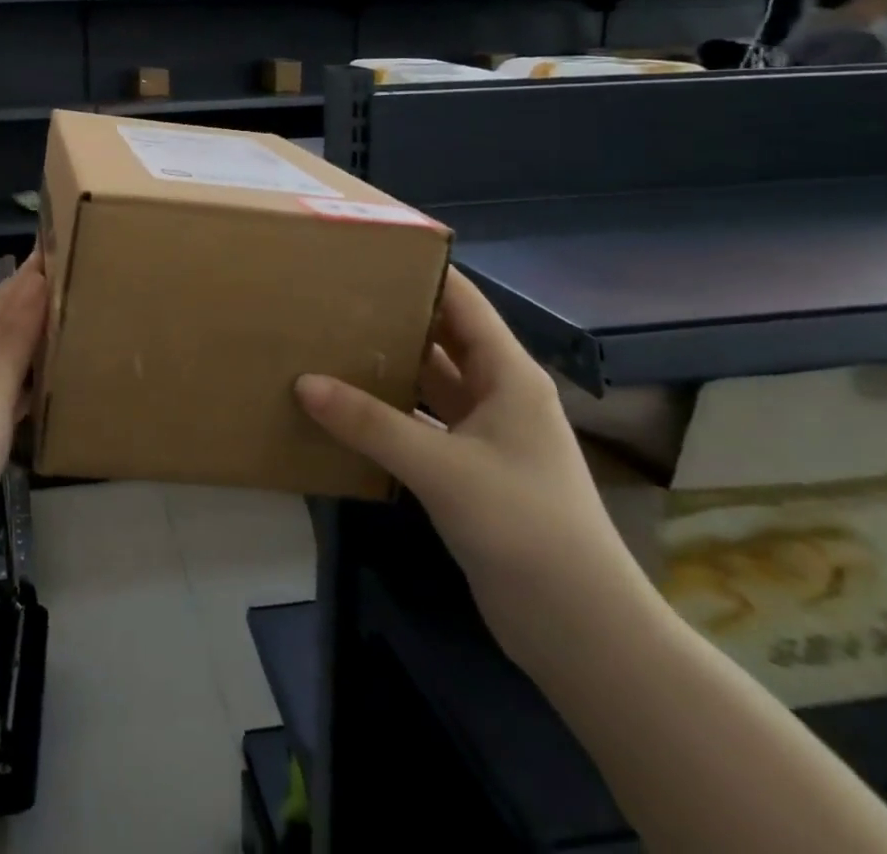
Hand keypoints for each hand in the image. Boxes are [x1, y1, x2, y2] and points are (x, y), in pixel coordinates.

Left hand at [0, 253, 47, 619]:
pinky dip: (28, 391)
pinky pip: (3, 407)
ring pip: (1, 370)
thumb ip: (12, 340)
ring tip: (75, 327)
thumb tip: (36, 280)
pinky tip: (51, 390)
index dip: (29, 277)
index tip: (61, 246)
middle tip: (81, 284)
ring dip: (33, 348)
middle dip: (34, 308)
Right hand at [295, 267, 652, 669]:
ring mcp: (485, 436)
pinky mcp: (470, 472)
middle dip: (395, 317)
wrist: (582, 632)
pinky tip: (347, 407)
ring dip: (389, 367)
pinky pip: (422, 425)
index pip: (463, 302)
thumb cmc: (525, 528)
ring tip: (329, 341)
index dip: (422, 272)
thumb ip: (371, 424)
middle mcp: (499, 395)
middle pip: (442, 339)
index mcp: (509, 375)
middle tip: (333, 296)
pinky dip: (389, 414)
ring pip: (430, 384)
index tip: (368, 253)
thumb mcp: (443, 468)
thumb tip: (304, 383)